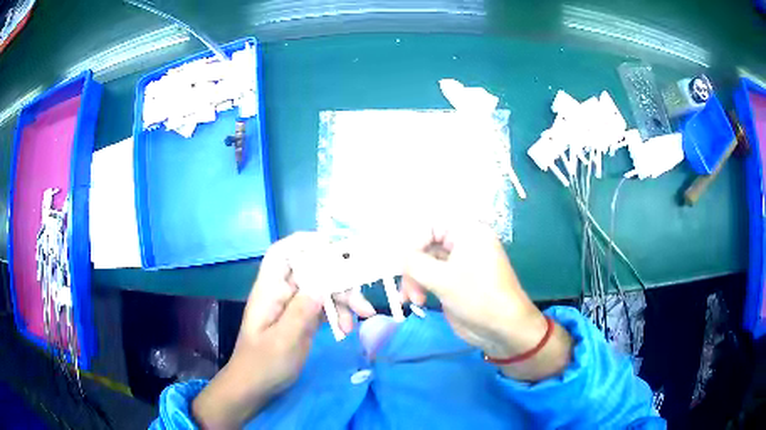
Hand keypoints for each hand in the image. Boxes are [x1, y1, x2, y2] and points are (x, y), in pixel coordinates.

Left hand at [193, 232, 372, 427]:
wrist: (254, 388)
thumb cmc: (263, 364)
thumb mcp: (284, 340)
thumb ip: (302, 310)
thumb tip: (323, 282)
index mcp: (269, 290)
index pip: (282, 253)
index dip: (305, 242)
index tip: (335, 248)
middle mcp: (281, 293)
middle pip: (311, 271)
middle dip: (339, 281)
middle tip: (361, 302)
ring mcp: (292, 306)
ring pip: (322, 289)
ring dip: (343, 300)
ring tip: (358, 321)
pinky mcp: (301, 319)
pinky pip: (324, 306)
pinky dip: (338, 314)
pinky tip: (347, 329)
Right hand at [401, 223, 571, 380]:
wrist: (503, 328)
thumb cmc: (478, 296)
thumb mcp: (442, 278)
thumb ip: (414, 263)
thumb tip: (399, 258)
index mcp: (467, 232)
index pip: (430, 225)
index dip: (413, 243)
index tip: (402, 265)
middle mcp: (463, 243)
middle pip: (426, 245)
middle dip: (412, 268)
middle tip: (406, 288)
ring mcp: (459, 264)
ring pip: (425, 263)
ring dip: (414, 280)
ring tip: (413, 300)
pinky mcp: (455, 282)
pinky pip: (431, 277)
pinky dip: (420, 287)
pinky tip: (414, 301)